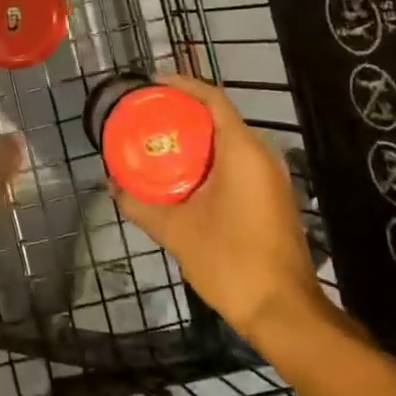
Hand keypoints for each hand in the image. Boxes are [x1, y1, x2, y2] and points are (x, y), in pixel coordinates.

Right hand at [112, 74, 320, 345]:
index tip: (151, 83)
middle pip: (220, 117)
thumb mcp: (177, 231)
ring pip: (229, 141)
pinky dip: (210, 159)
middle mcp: (262, 155)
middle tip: (147, 116)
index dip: (182, 84)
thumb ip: (141, 205)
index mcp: (242, 151)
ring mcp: (271, 177)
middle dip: (183, 112)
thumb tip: (112, 186)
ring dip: (196, 138)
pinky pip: (238, 162)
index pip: (213, 98)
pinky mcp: (272, 197)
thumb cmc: (231, 262)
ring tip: (159, 143)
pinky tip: (184, 176)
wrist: (283, 311)